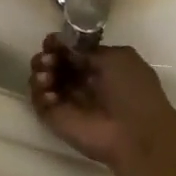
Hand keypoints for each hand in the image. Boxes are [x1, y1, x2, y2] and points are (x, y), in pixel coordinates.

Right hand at [29, 34, 175, 169]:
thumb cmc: (132, 91)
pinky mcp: (56, 119)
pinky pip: (39, 101)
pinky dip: (38, 92)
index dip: (59, 44)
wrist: (136, 134)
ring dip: (40, 72)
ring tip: (47, 76)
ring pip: (42, 80)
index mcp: (98, 67)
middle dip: (47, 56)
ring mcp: (67, 101)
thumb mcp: (117, 57)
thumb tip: (64, 46)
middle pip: (53, 64)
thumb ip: (87, 49)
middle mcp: (81, 83)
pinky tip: (50, 91)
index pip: (71, 51)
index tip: (51, 41)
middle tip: (48, 59)